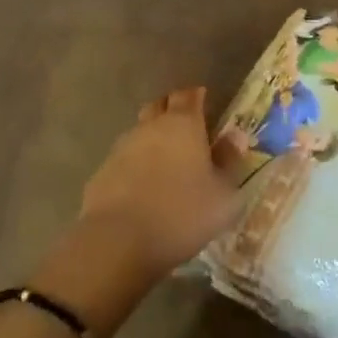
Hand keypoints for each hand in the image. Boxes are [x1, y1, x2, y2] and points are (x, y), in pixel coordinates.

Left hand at [80, 87, 241, 282]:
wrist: (118, 242)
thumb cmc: (181, 214)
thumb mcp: (223, 195)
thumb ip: (230, 161)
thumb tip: (236, 136)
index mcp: (183, 124)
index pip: (188, 95)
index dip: (196, 96)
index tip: (204, 101)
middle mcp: (151, 127)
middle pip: (159, 106)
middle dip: (171, 110)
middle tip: (185, 127)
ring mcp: (122, 148)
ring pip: (139, 132)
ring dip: (151, 139)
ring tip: (164, 162)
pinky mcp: (102, 173)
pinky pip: (123, 160)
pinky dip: (134, 166)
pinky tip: (141, 188)